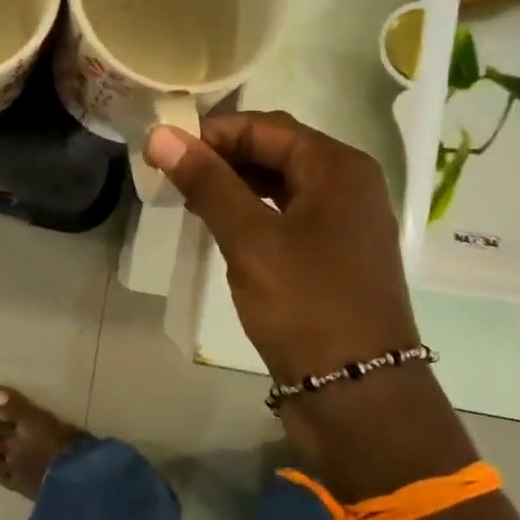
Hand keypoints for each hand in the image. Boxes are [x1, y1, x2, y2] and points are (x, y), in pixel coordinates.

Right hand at [145, 111, 419, 381]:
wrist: (357, 393)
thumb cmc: (305, 305)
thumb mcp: (250, 239)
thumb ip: (207, 183)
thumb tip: (161, 135)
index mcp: (338, 167)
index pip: (265, 127)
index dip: (213, 133)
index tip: (165, 152)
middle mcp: (347, 186)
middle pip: (276, 151)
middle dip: (222, 158)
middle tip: (171, 176)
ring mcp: (343, 223)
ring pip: (280, 185)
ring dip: (234, 186)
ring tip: (187, 200)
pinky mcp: (333, 256)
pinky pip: (287, 216)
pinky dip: (252, 214)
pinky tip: (220, 227)